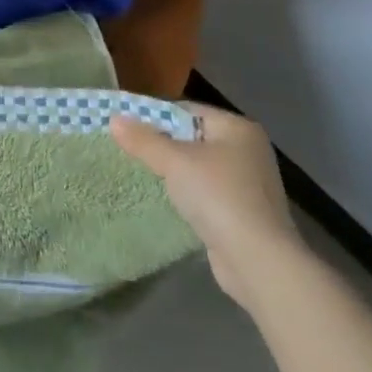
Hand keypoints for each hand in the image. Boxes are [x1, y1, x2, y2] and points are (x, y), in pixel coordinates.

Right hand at [111, 103, 305, 313]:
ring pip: (200, 166)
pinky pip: (208, 192)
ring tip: (146, 175)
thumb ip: (143, 140)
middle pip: (193, 137)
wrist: (258, 262)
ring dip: (175, 172)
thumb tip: (114, 119)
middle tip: (132, 151)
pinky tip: (170, 201)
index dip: (155, 117)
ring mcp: (250, 183)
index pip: (187, 110)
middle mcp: (248, 150)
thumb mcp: (173, 162)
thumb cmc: (217, 197)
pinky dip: (189, 194)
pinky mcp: (245, 212)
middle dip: (163, 145)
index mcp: (238, 128)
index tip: (128, 128)